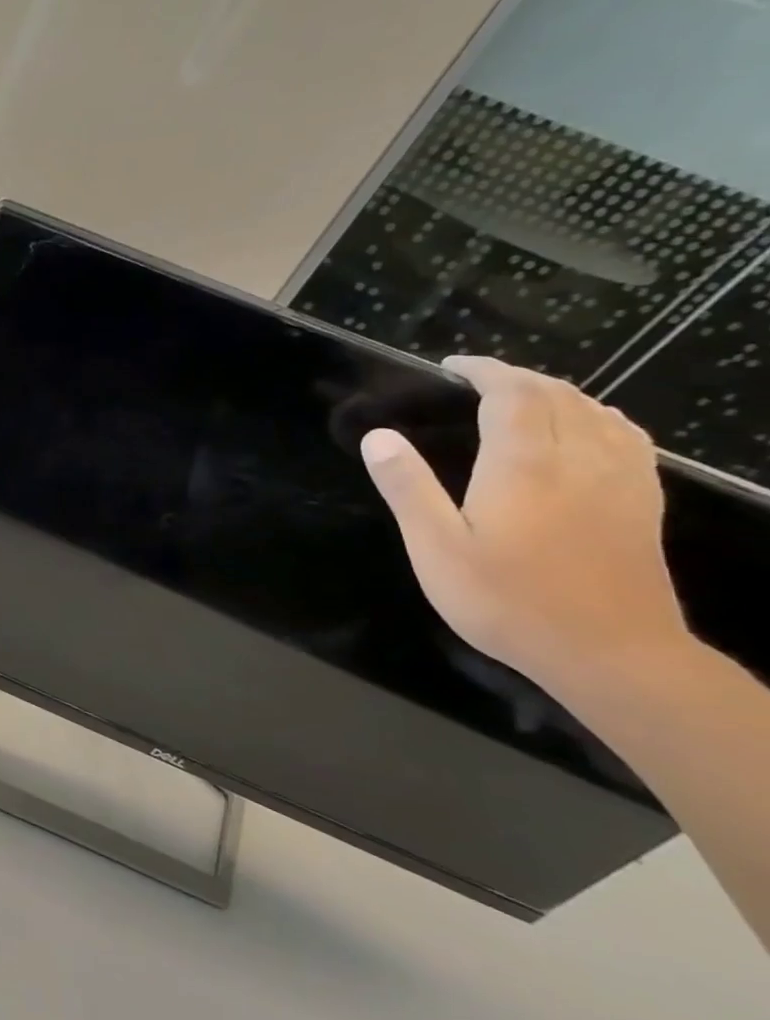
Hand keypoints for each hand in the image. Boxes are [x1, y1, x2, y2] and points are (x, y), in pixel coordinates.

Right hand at [360, 355, 691, 688]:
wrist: (611, 653)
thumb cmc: (507, 600)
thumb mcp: (436, 549)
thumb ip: (408, 488)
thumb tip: (378, 436)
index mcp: (524, 466)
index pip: (512, 396)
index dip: (485, 371)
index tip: (455, 365)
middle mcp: (579, 460)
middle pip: (559, 396)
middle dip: (519, 377)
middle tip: (480, 379)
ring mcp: (620, 481)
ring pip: (598, 413)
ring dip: (560, 393)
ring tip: (526, 396)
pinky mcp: (642, 504)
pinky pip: (628, 439)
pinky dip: (601, 418)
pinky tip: (590, 429)